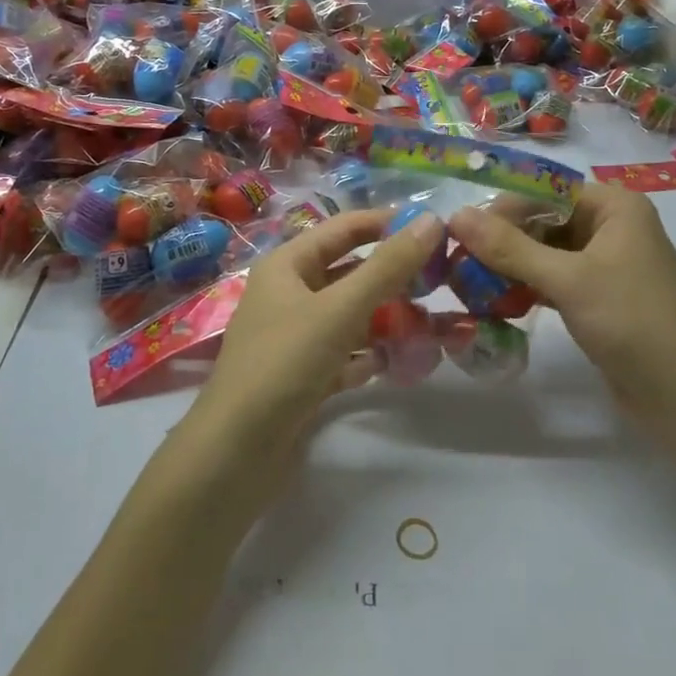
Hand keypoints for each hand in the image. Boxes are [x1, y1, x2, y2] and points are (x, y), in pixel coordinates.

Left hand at [186, 207, 444, 459]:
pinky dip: (368, 354)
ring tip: (429, 323)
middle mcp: (288, 294)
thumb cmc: (284, 364)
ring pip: (349, 315)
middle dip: (391, 275)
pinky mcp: (302, 376)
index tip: (435, 229)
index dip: (387, 223)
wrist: (235, 454)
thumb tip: (430, 220)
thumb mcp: (339, 309)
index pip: (344, 228)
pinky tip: (395, 361)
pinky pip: (344, 353)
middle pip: (349, 271)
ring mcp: (294, 337)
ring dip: (385, 317)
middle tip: (441, 280)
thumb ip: (387, 266)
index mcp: (287, 265)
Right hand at [448, 182, 675, 419]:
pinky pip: (553, 279)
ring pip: (545, 252)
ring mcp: (606, 264)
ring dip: (511, 266)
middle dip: (503, 240)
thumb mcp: (568, 280)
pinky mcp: (598, 297)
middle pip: (544, 220)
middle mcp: (611, 227)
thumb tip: (455, 215)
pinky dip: (527, 287)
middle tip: (461, 263)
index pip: (546, 190)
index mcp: (614, 207)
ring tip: (471, 284)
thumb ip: (510, 247)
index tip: (462, 232)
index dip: (504, 207)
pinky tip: (498, 302)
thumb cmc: (632, 322)